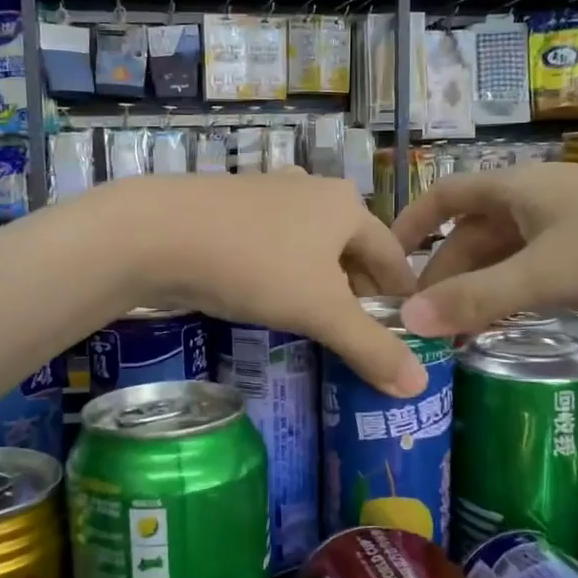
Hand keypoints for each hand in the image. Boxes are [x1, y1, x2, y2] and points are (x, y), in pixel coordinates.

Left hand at [107, 174, 425, 397]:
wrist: (158, 233)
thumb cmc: (256, 266)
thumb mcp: (320, 311)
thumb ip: (370, 347)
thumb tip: (418, 385)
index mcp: (346, 205)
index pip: (392, 257)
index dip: (402, 297)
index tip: (409, 333)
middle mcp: (312, 192)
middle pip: (352, 250)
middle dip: (360, 293)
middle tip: (364, 337)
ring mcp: (268, 196)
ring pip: (312, 248)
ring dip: (322, 285)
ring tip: (322, 324)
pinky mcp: (231, 210)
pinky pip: (275, 247)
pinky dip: (286, 275)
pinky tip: (273, 300)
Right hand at [391, 164, 577, 337]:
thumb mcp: (547, 274)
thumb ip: (477, 298)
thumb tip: (408, 318)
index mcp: (518, 188)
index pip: (446, 196)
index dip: (411, 223)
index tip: (384, 258)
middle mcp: (541, 199)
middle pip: (476, 233)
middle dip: (446, 272)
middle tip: (425, 319)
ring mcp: (575, 224)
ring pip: (510, 254)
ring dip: (482, 288)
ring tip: (460, 331)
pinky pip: (543, 269)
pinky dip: (519, 294)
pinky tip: (515, 323)